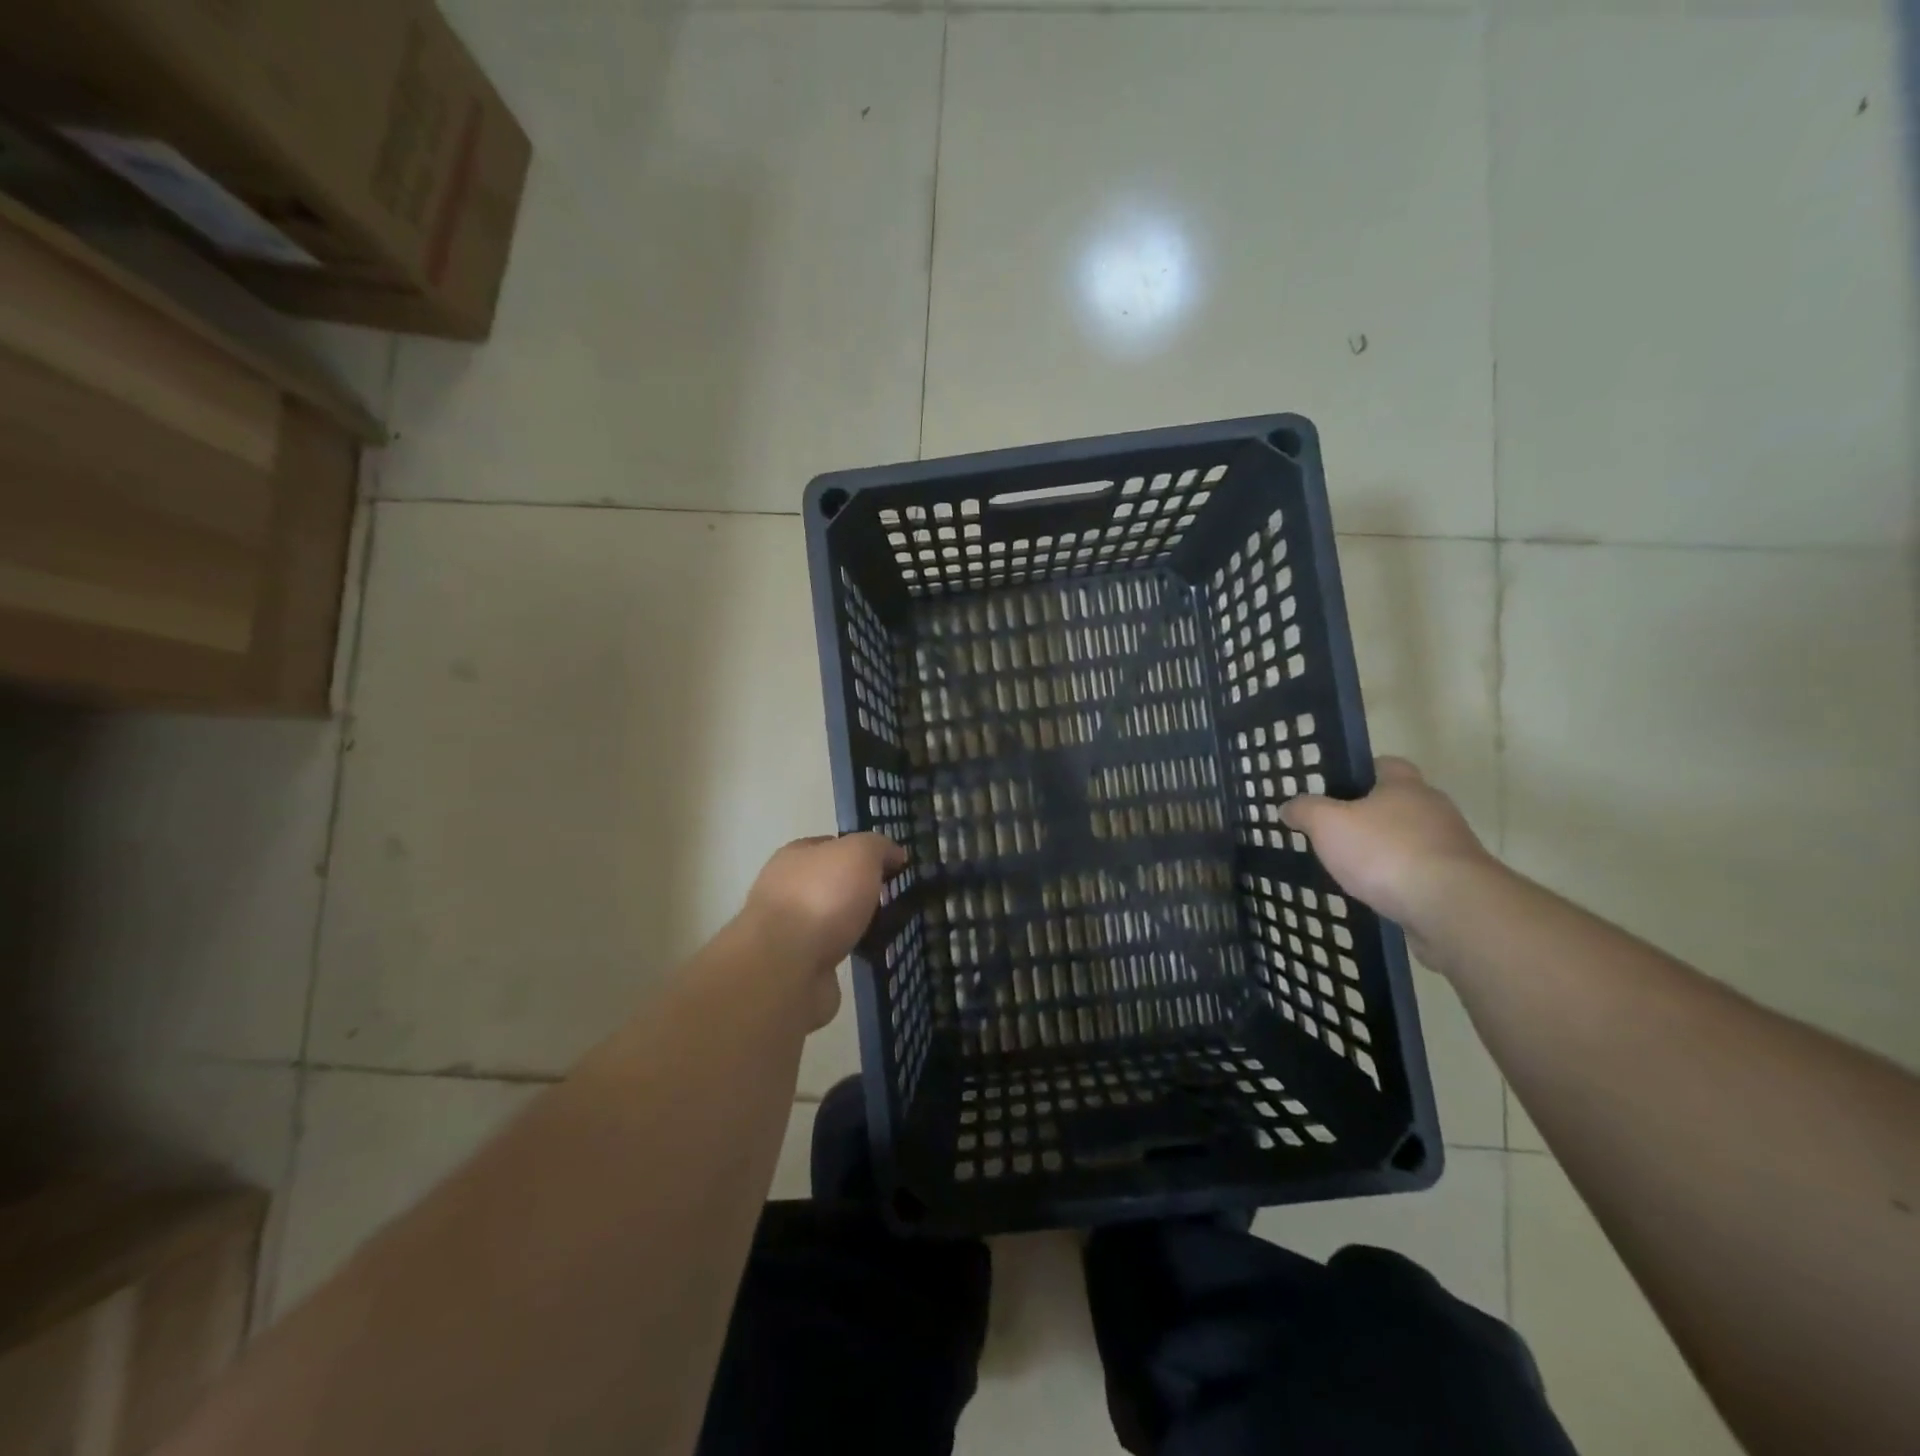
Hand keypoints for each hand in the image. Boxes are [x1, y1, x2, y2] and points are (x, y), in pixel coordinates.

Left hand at [739, 833, 906, 1027]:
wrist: (786, 968)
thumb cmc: (822, 897)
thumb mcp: (859, 854)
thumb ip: (878, 847)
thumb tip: (895, 854)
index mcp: (794, 856)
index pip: (831, 845)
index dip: (861, 851)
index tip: (891, 866)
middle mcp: (785, 889)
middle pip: (830, 882)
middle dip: (858, 890)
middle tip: (892, 897)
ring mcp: (787, 930)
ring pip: (830, 918)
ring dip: (853, 924)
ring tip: (887, 928)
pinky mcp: (795, 966)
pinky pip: (831, 951)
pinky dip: (849, 952)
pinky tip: (869, 954)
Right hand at [1280, 757, 1493, 932]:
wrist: (1450, 907)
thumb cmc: (1384, 851)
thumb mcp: (1327, 824)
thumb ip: (1305, 810)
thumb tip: (1288, 806)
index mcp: (1405, 786)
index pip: (1386, 764)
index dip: (1361, 772)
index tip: (1337, 789)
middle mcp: (1434, 809)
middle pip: (1399, 803)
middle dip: (1371, 815)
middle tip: (1337, 831)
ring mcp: (1451, 846)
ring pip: (1411, 839)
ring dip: (1387, 850)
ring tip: (1353, 868)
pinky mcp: (1458, 882)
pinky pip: (1421, 872)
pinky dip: (1400, 879)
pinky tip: (1378, 894)